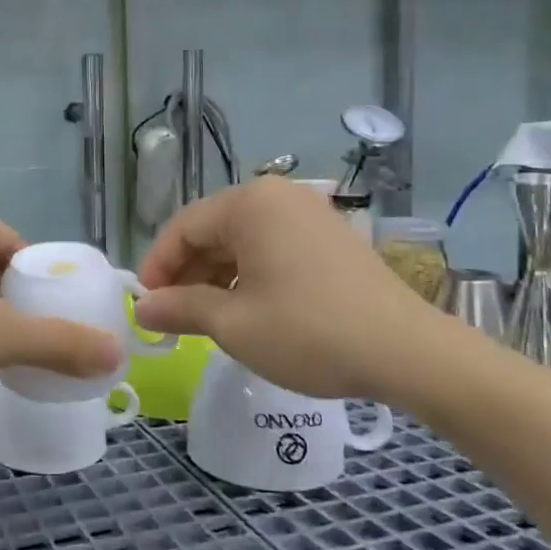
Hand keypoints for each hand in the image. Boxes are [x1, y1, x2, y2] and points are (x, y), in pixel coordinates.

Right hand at [133, 177, 449, 401]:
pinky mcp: (330, 237)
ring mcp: (309, 214)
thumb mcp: (233, 324)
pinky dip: (249, 275)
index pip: (183, 227)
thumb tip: (142, 309)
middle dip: (187, 273)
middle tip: (173, 317)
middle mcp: (279, 196)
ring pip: (242, 241)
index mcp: (250, 204)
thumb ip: (180, 309)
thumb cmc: (308, 332)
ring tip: (206, 319)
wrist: (408, 353)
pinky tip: (246, 310)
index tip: (145, 305)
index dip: (157, 267)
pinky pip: (272, 248)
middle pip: (213, 230)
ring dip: (216, 277)